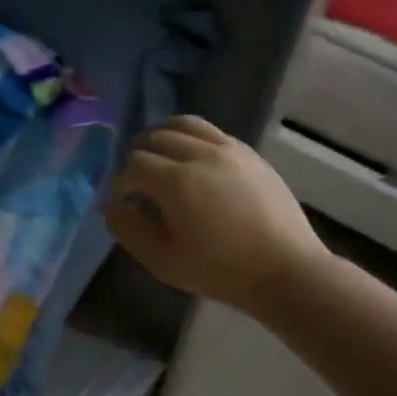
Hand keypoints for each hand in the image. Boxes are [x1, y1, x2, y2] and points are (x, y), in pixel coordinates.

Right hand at [103, 116, 328, 313]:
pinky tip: (189, 156)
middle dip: (137, 155)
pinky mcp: (249, 154)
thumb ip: (129, 230)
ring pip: (184, 125)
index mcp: (177, 182)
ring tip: (156, 153)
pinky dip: (190, 136)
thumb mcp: (162, 260)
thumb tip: (111, 206)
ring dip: (162, 135)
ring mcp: (229, 150)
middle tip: (135, 178)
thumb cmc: (219, 270)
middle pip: (155, 138)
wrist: (285, 270)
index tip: (121, 200)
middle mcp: (201, 155)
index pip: (134, 165)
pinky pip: (211, 131)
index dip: (120, 181)